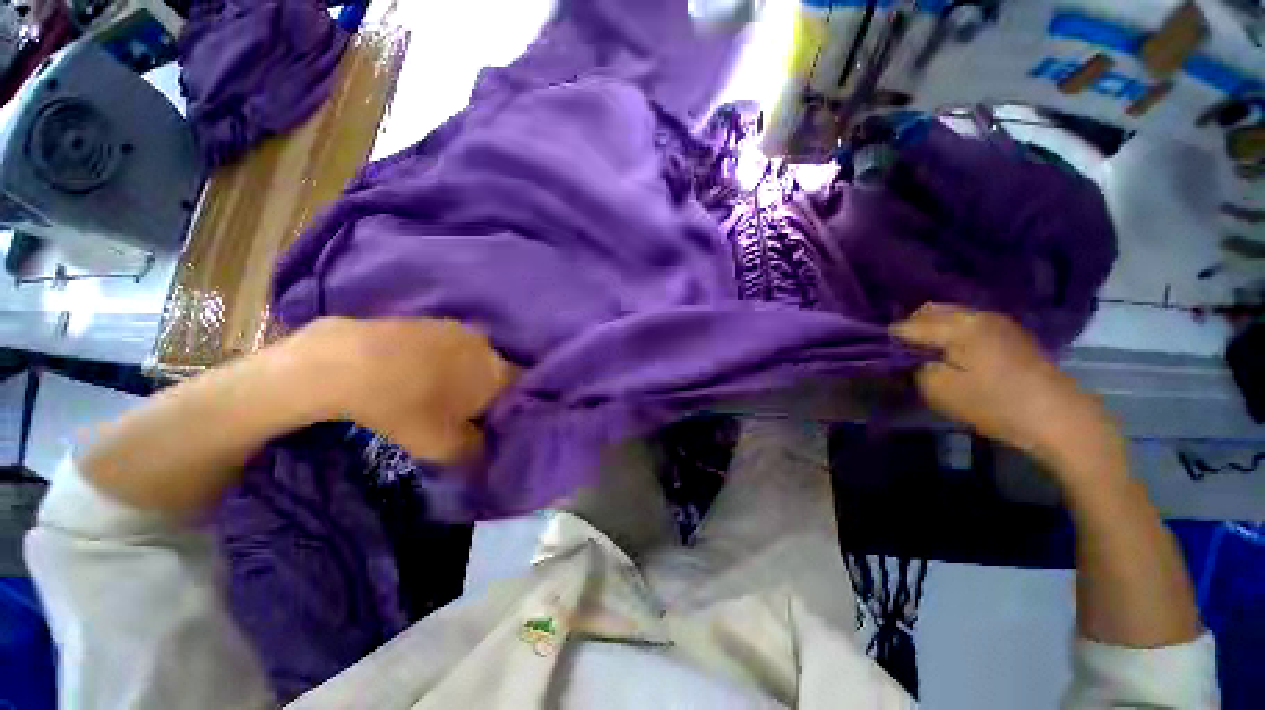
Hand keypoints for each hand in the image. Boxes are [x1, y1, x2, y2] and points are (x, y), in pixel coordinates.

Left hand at [286, 318, 515, 464]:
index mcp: (498, 373)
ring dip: (462, 373)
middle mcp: (486, 346)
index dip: (511, 406)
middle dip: (487, 390)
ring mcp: (456, 330)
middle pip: (497, 371)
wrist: (345, 363)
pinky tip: (414, 373)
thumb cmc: (406, 409)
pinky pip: (446, 346)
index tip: (493, 421)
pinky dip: (439, 360)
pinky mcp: (427, 321)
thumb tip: (486, 451)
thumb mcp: (444, 447)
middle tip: (464, 411)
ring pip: (472, 356)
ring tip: (436, 391)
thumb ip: (476, 452)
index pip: (521, 389)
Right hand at [891, 304, 1122, 478]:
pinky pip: (968, 323)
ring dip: (932, 329)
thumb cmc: (994, 403)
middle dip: (910, 328)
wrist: (1058, 416)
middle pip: (928, 310)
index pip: (907, 325)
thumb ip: (913, 368)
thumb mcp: (939, 390)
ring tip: (927, 354)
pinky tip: (953, 354)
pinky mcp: (1010, 333)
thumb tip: (905, 357)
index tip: (883, 357)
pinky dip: (952, 333)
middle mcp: (976, 314)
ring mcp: (997, 321)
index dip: (890, 340)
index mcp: (957, 326)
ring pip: (950, 314)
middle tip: (904, 355)